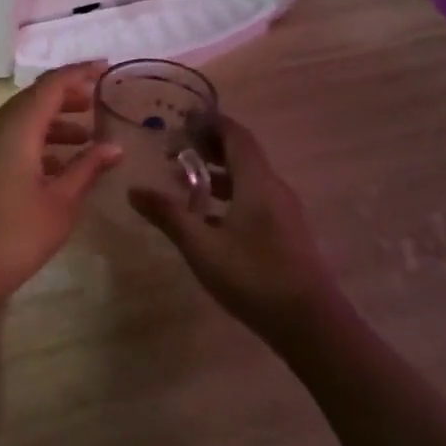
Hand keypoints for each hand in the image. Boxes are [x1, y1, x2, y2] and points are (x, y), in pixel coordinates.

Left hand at [0, 62, 121, 297]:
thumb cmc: (17, 234)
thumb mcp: (62, 202)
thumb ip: (88, 168)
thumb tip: (114, 146)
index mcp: (16, 128)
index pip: (51, 85)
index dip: (79, 73)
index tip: (106, 67)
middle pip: (34, 98)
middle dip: (68, 96)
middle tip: (100, 102)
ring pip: (22, 119)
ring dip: (54, 121)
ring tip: (88, 137)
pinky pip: (12, 138)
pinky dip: (38, 140)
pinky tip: (61, 164)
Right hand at [130, 116, 331, 328]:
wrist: (312, 326)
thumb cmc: (254, 276)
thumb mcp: (201, 246)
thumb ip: (168, 215)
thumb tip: (133, 189)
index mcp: (257, 182)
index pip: (235, 135)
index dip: (211, 122)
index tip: (182, 119)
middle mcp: (274, 188)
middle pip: (242, 154)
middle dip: (209, 147)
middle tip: (175, 149)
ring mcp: (284, 212)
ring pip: (248, 179)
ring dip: (217, 174)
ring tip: (183, 182)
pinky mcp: (286, 233)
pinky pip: (255, 199)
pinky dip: (229, 195)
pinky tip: (208, 218)